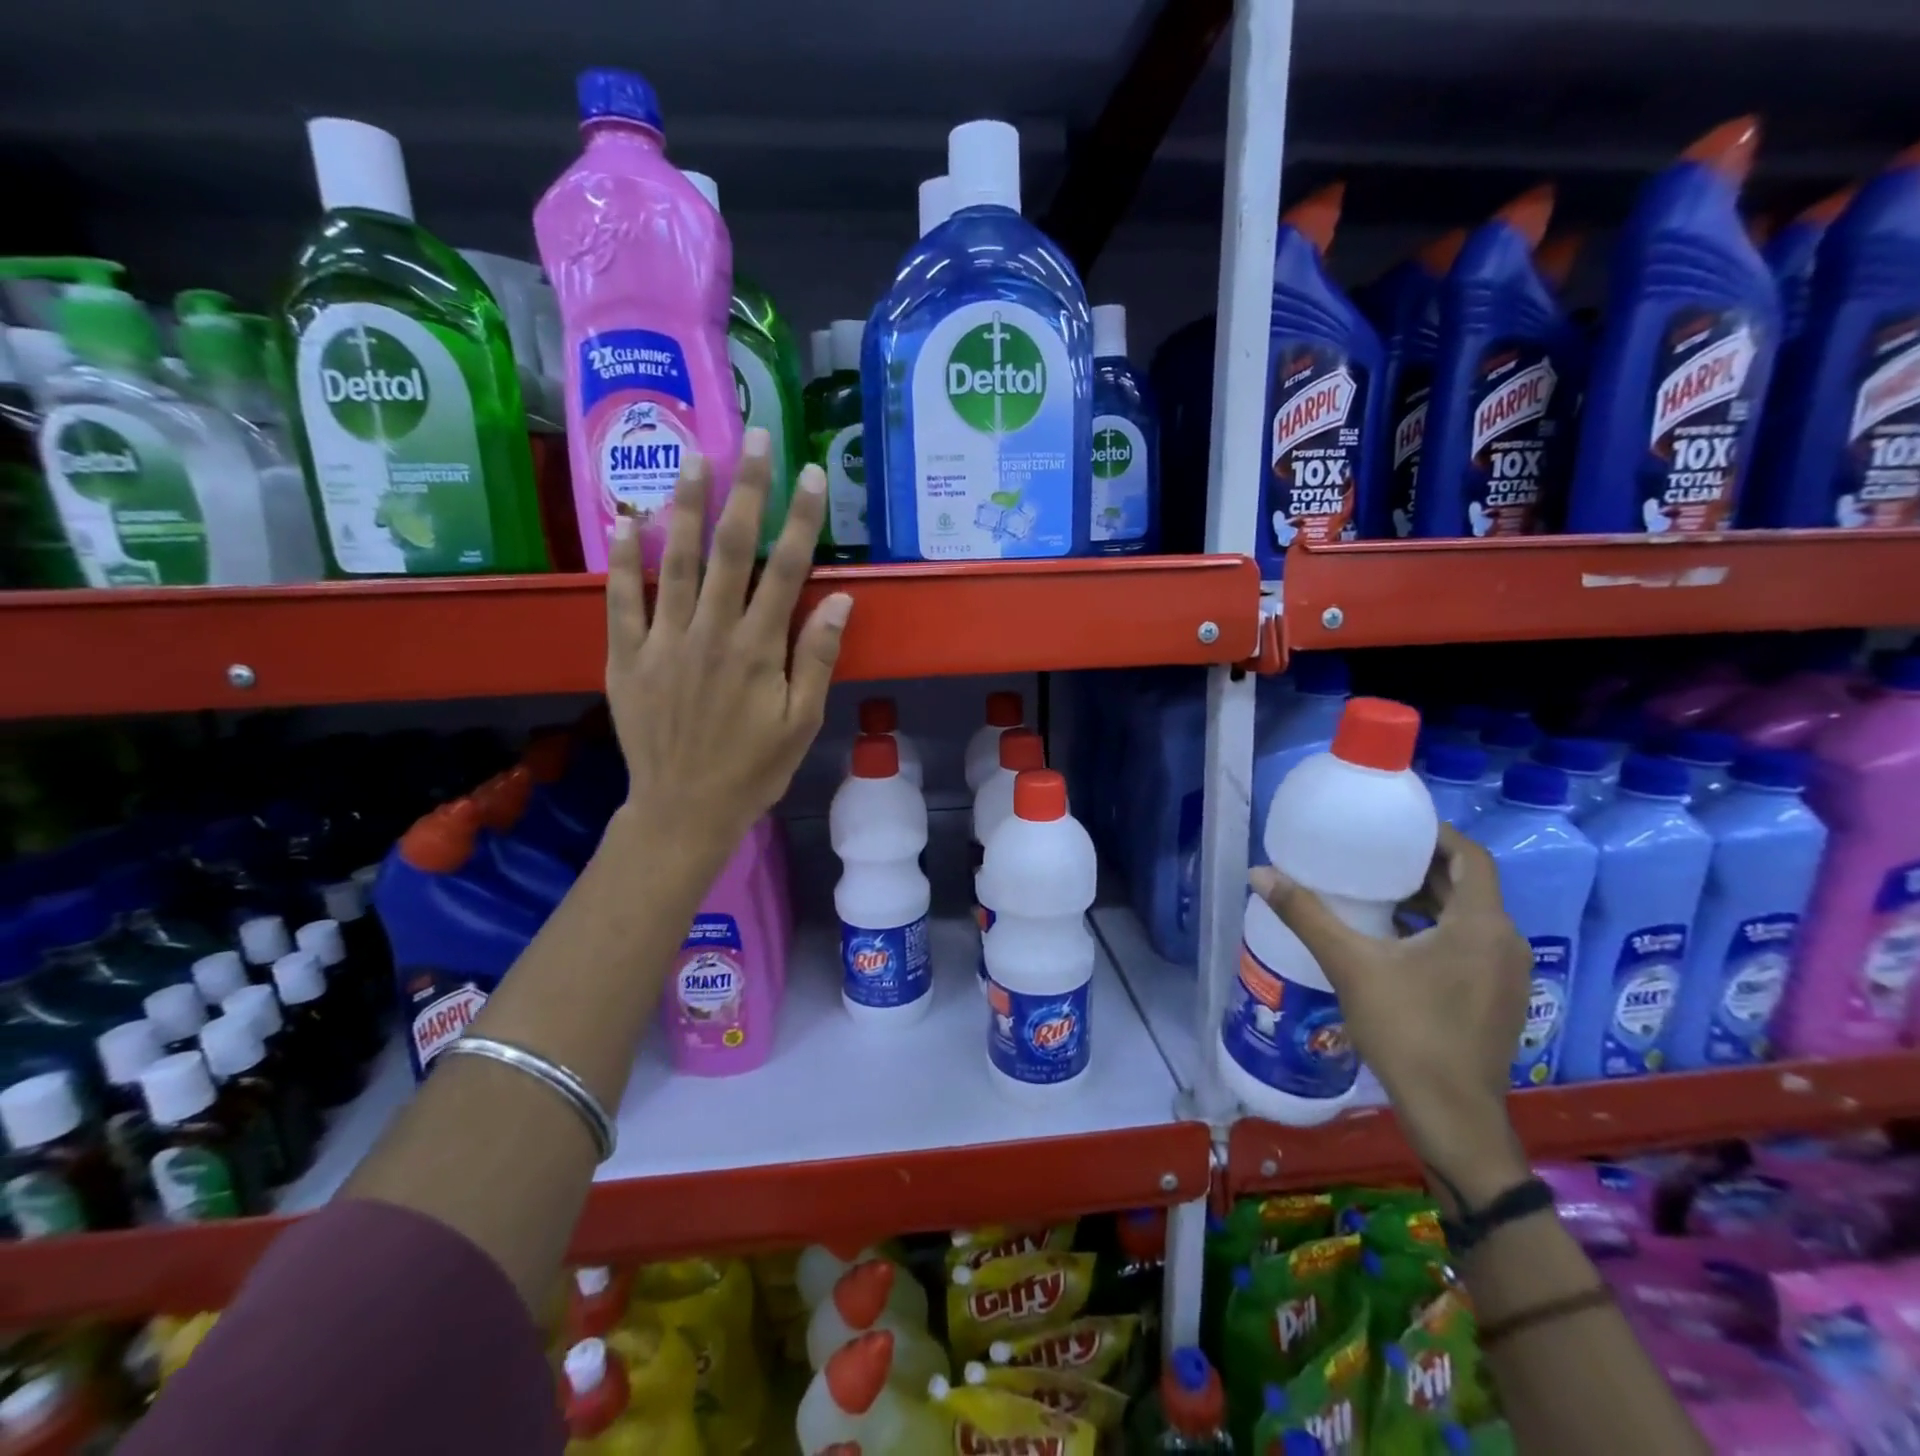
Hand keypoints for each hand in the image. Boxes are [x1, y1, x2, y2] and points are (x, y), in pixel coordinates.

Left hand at [604, 427, 851, 865]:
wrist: (685, 809)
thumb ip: (816, 658)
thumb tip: (837, 600)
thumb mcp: (802, 722)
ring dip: (684, 505)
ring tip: (693, 456)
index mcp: (758, 649)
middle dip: (747, 490)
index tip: (811, 474)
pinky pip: (621, 599)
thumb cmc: (754, 769)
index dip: (801, 519)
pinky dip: (622, 558)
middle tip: (754, 437)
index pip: (786, 570)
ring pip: (674, 561)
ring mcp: (663, 641)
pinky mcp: (625, 656)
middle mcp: (711, 632)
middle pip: (731, 549)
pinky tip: (624, 518)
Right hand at [1249, 824, 1532, 1210]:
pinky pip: (1469, 945)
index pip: (1471, 857)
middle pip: (1468, 886)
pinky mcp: (1497, 999)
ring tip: (1375, 892)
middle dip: (1422, 867)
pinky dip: (1436, 930)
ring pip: (1468, 917)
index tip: (1394, 827)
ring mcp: (1507, 975)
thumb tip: (1260, 873)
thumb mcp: (1350, 965)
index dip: (1435, 835)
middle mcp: (1504, 943)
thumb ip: (1306, 915)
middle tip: (1372, 855)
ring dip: (1428, 900)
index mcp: (1481, 925)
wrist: (1451, 1115)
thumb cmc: (1408, 1031)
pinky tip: (1392, 940)